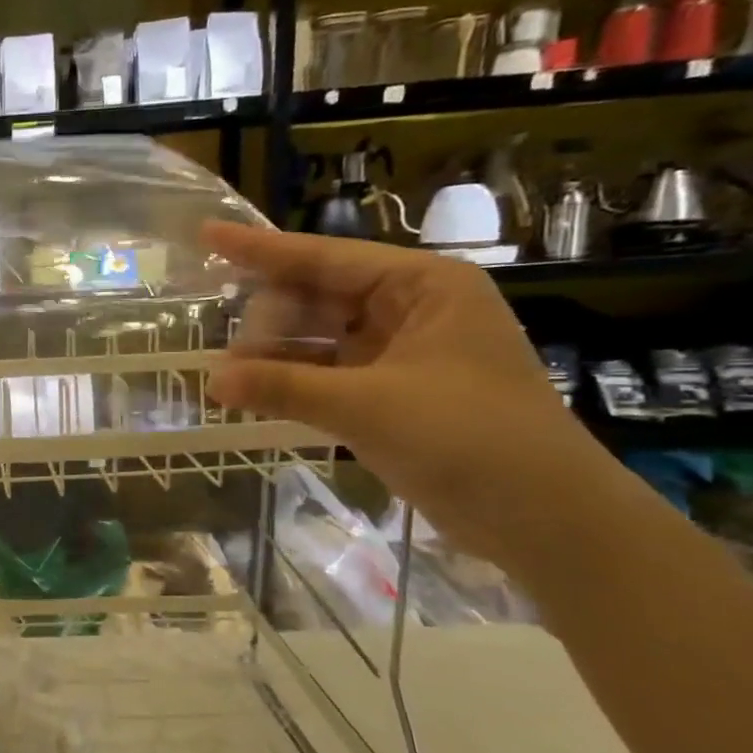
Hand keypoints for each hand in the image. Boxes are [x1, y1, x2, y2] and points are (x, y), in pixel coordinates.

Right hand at [203, 223, 612, 565]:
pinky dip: (294, 381)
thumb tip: (211, 379)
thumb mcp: (367, 406)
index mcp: (422, 286)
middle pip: (318, 297)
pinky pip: (328, 372)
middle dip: (268, 319)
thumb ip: (284, 387)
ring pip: (320, 337)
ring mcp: (402, 352)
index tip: (207, 233)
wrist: (545, 518)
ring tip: (229, 376)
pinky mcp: (394, 392)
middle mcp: (411, 309)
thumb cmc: (469, 439)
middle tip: (224, 352)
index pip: (325, 258)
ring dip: (276, 355)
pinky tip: (256, 392)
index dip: (260, 249)